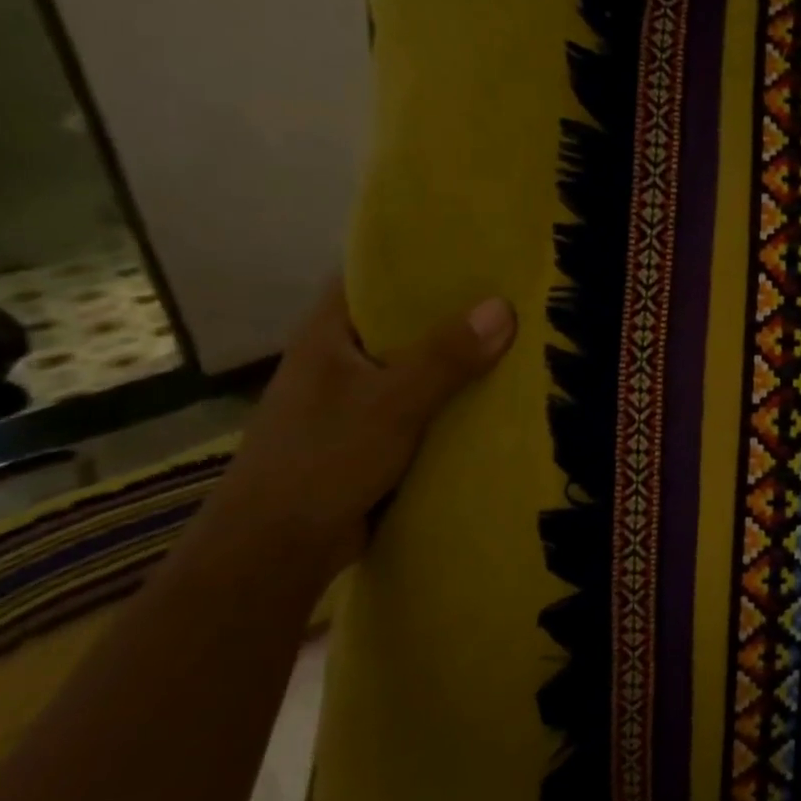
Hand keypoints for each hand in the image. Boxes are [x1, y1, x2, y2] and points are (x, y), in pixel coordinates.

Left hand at [200, 280, 516, 583]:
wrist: (278, 549)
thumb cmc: (322, 460)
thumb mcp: (391, 403)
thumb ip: (445, 357)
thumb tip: (504, 306)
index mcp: (329, 332)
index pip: (374, 274)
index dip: (421, 259)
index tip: (478, 251)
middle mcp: (342, 356)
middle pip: (405, 320)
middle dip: (457, 311)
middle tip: (518, 294)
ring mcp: (357, 397)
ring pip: (418, 364)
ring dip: (460, 358)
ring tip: (521, 338)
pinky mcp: (374, 433)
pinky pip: (424, 403)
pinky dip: (454, 398)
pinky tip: (498, 395)